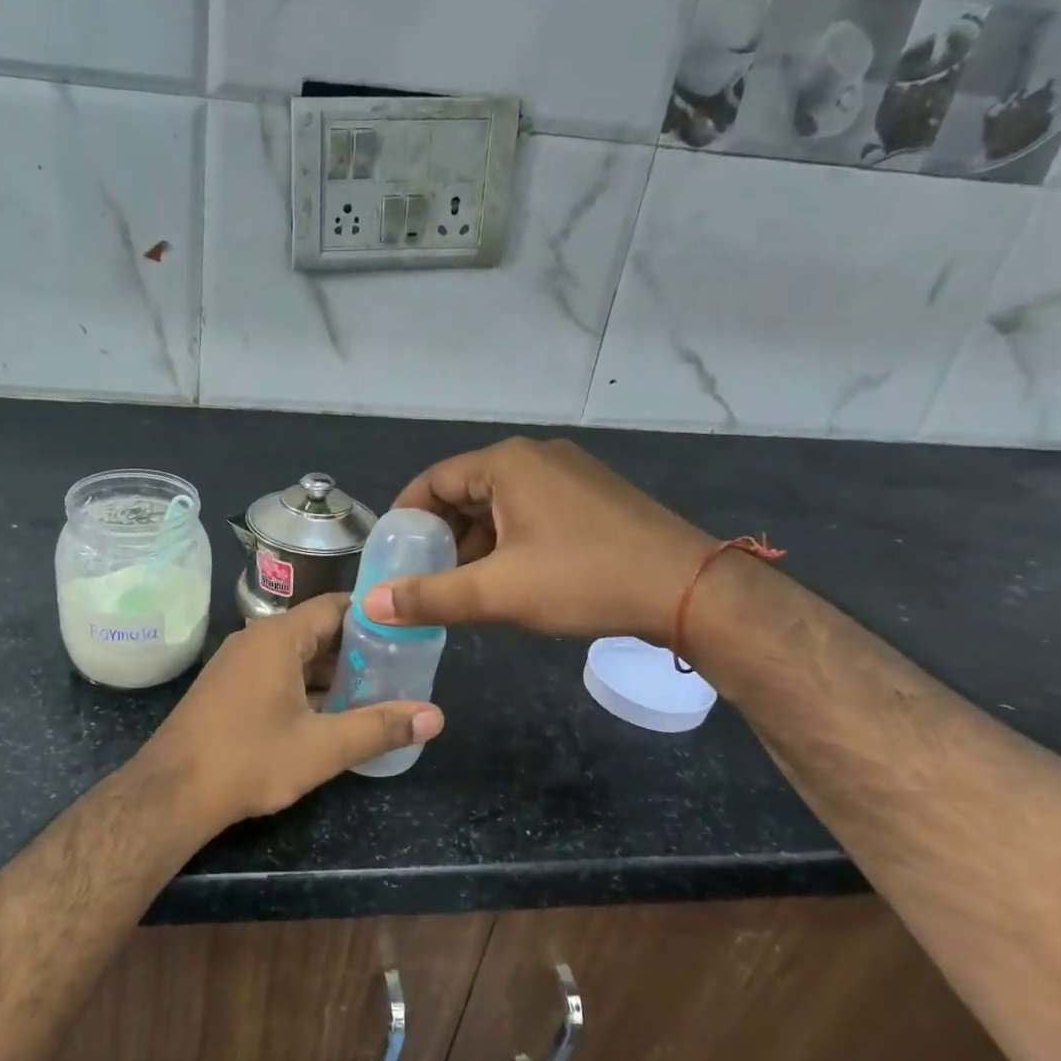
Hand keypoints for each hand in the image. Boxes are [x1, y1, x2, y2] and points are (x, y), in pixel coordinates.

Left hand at [141, 594, 443, 828]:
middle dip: (355, 650)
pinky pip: (274, 672)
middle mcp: (255, 638)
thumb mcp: (322, 748)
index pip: (335, 606)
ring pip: (294, 655)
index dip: (372, 617)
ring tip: (370, 693)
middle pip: (316, 631)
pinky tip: (325, 714)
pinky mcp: (225, 686)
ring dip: (330, 672)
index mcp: (279, 637)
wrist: (171, 793)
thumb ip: (380, 728)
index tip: (405, 633)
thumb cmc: (250, 760)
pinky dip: (303, 685)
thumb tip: (436, 716)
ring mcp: (235, 662)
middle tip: (396, 669)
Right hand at [361, 437, 716, 641]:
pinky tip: (512, 578)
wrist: (689, 590)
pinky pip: (532, 511)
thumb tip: (372, 604)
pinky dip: (509, 540)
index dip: (406, 518)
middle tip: (426, 577)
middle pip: (466, 491)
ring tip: (466, 586)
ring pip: (500, 504)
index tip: (392, 556)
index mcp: (508, 463)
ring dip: (476, 542)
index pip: (433, 481)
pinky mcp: (593, 496)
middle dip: (442, 536)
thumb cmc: (584, 580)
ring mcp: (570, 473)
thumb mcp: (497, 592)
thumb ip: (430, 597)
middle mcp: (537, 456)